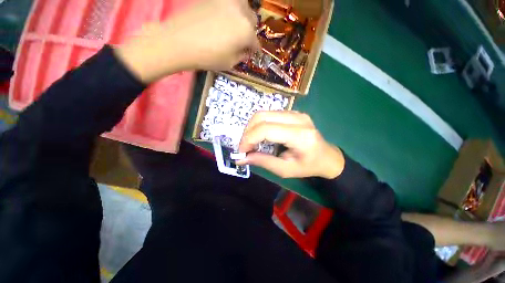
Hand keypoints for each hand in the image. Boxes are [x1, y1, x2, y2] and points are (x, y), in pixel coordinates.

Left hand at [115, 0, 259, 82]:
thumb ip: (242, 55)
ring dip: (242, 18)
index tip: (251, 54)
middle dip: (249, 32)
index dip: (254, 50)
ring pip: (243, 7)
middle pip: (252, 21)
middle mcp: (241, 11)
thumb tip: (246, 50)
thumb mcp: (230, 63)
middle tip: (242, 41)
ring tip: (234, 28)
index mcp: (246, 31)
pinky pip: (229, 3)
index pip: (256, 42)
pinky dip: (231, 12)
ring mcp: (227, 1)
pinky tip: (223, 20)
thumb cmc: (208, 57)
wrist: (179, 41)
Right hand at [237, 111, 344, 178]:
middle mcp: (298, 119)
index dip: (249, 139)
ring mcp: (296, 113)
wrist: (327, 156)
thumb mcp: (285, 170)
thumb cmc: (308, 166)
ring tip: (251, 142)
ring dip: (252, 127)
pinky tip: (260, 136)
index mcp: (299, 136)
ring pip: (264, 113)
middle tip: (244, 147)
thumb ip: (262, 162)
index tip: (241, 151)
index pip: (266, 129)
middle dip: (248, 132)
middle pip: (262, 116)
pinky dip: (259, 124)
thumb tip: (241, 158)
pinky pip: (269, 114)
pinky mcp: (293, 112)